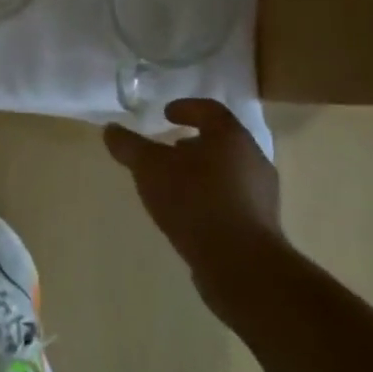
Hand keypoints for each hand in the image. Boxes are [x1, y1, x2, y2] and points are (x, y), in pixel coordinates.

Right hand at [103, 100, 284, 327]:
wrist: (240, 264)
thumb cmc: (194, 200)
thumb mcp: (150, 168)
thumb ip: (129, 146)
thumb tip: (111, 129)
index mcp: (230, 136)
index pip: (210, 110)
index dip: (186, 107)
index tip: (165, 114)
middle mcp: (253, 159)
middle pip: (221, 141)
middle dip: (193, 143)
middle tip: (168, 149)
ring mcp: (261, 194)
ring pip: (228, 171)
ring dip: (202, 172)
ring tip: (175, 184)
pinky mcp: (261, 225)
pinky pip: (232, 200)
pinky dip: (210, 197)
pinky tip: (190, 213)